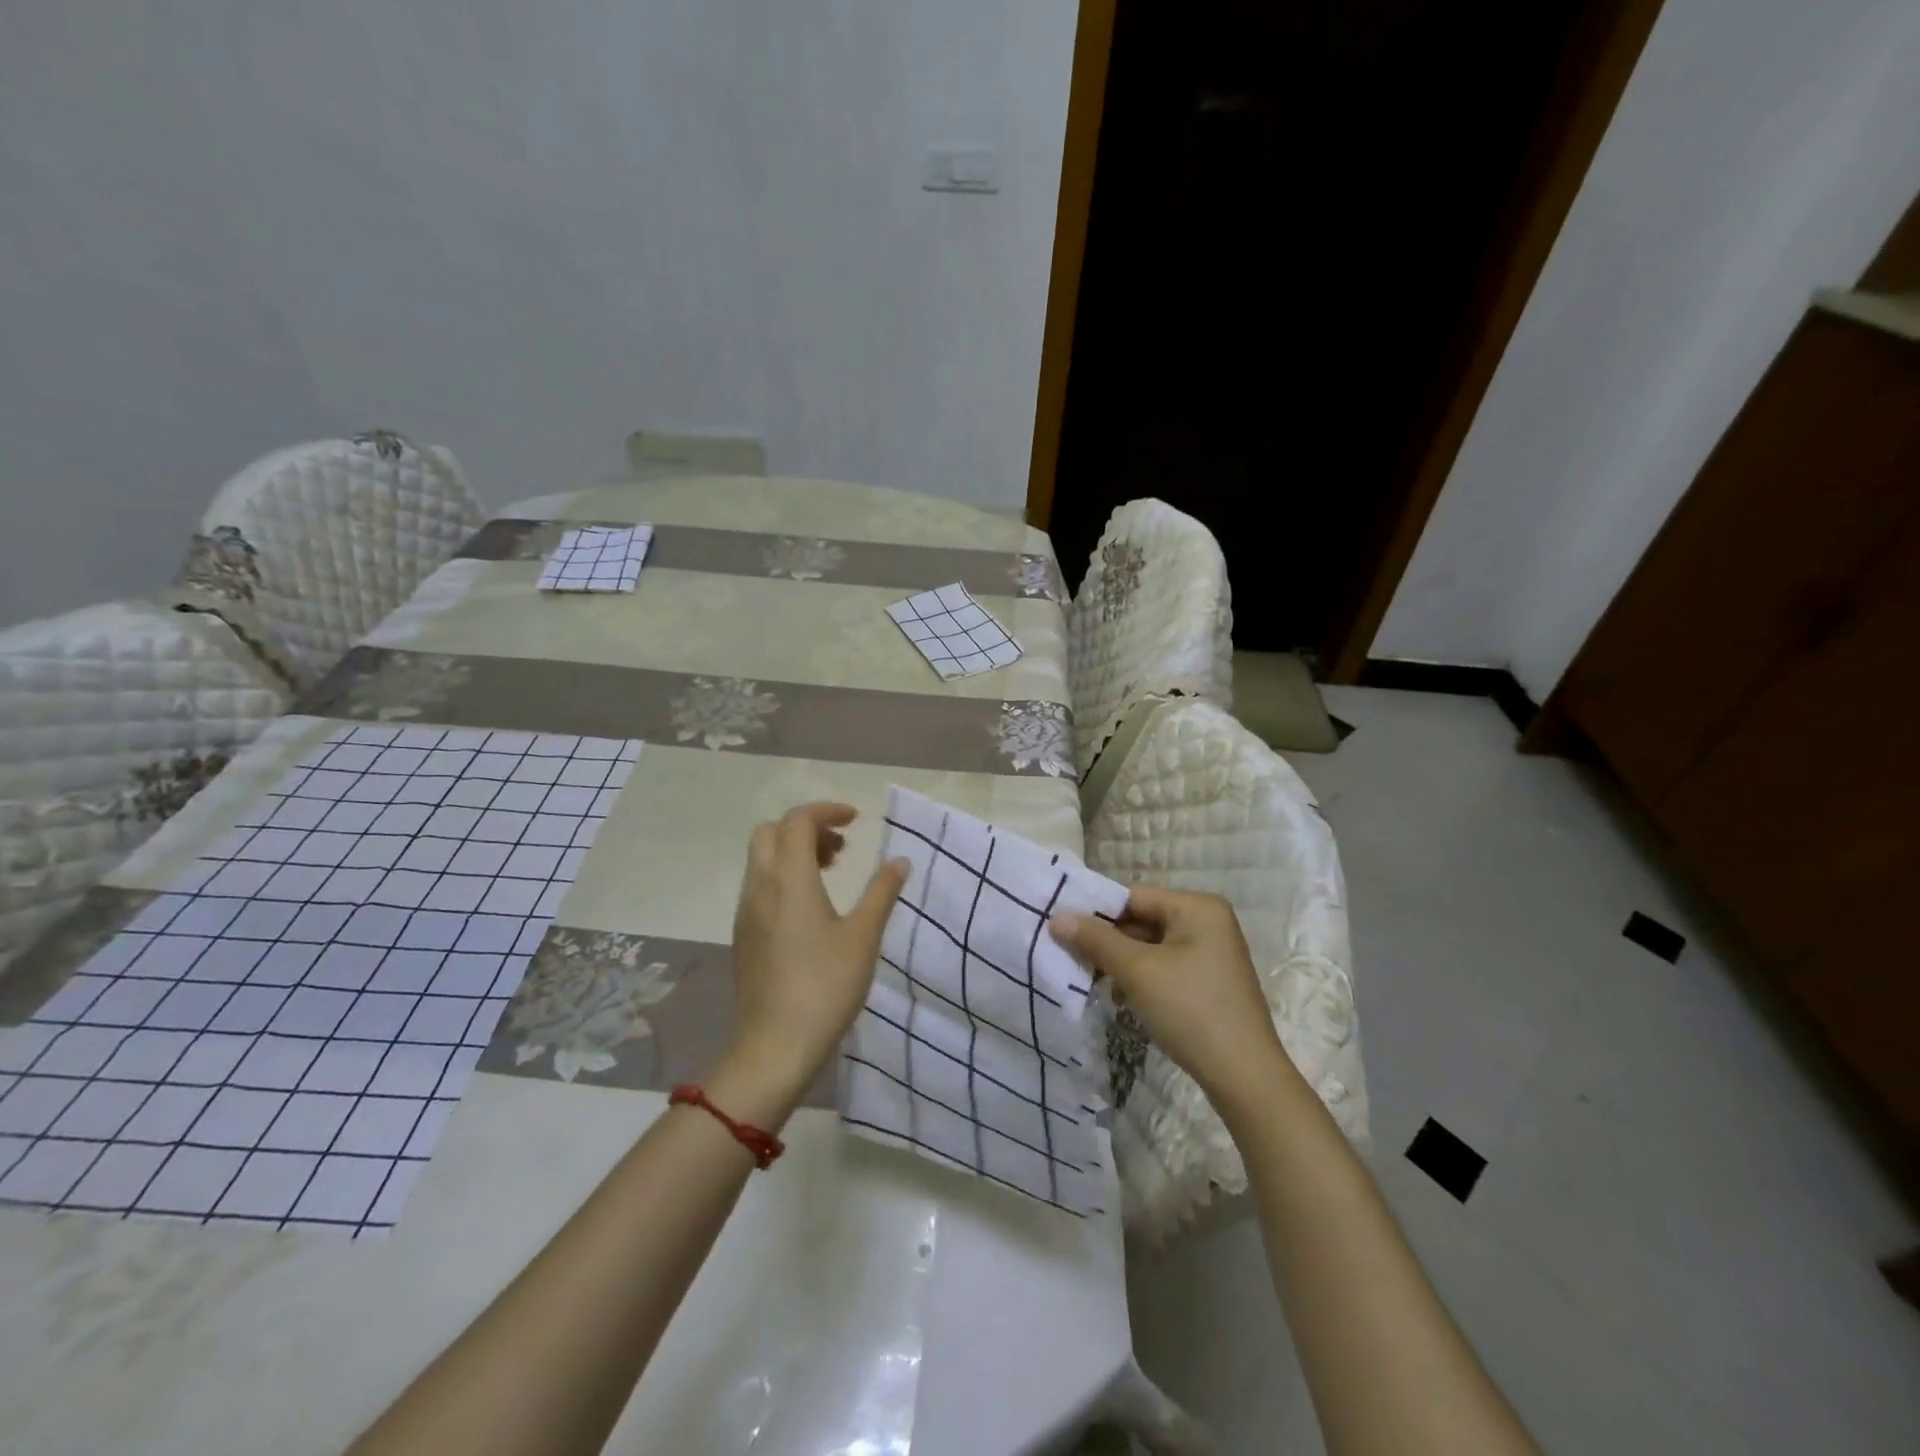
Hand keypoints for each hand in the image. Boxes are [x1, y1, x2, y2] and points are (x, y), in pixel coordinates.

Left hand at [724, 803, 909, 1101]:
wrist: (775, 1046)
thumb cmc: (825, 987)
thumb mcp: (863, 937)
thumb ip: (881, 892)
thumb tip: (899, 861)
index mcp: (789, 879)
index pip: (798, 820)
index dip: (827, 811)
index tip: (857, 820)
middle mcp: (760, 886)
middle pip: (772, 832)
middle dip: (806, 827)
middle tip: (841, 847)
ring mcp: (746, 911)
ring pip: (763, 858)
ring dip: (794, 851)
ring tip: (832, 871)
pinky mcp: (743, 934)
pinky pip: (759, 884)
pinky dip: (783, 875)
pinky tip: (811, 906)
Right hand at [1050, 884, 1290, 1115]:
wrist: (1245, 1077)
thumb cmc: (1190, 1010)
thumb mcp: (1137, 971)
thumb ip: (1096, 940)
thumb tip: (1057, 917)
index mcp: (1197, 907)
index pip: (1133, 896)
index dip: (1095, 911)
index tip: (1060, 928)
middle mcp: (1208, 921)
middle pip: (1142, 919)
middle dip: (1107, 940)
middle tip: (1068, 955)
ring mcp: (1211, 952)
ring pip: (1150, 946)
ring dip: (1120, 962)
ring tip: (1089, 979)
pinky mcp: (1209, 981)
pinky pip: (1164, 966)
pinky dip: (1140, 977)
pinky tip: (1119, 997)